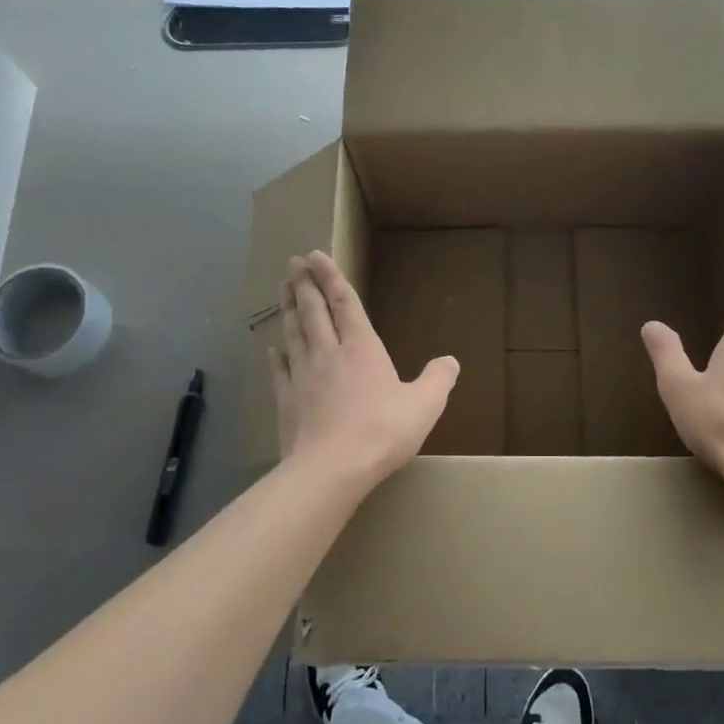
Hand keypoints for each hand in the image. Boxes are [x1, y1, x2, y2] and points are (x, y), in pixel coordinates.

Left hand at [269, 251, 458, 484]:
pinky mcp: (287, 400)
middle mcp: (328, 352)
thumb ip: (438, 379)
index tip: (315, 254)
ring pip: (293, 333)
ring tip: (283, 289)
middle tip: (294, 262)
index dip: (330, 276)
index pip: (344, 302)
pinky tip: (273, 347)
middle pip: (313, 311)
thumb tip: (450, 360)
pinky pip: (280, 369)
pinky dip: (277, 355)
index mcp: (362, 348)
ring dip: (288, 309)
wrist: (332, 468)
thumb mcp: (425, 405)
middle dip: (305, 284)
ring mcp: (303, 375)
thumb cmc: (383, 431)